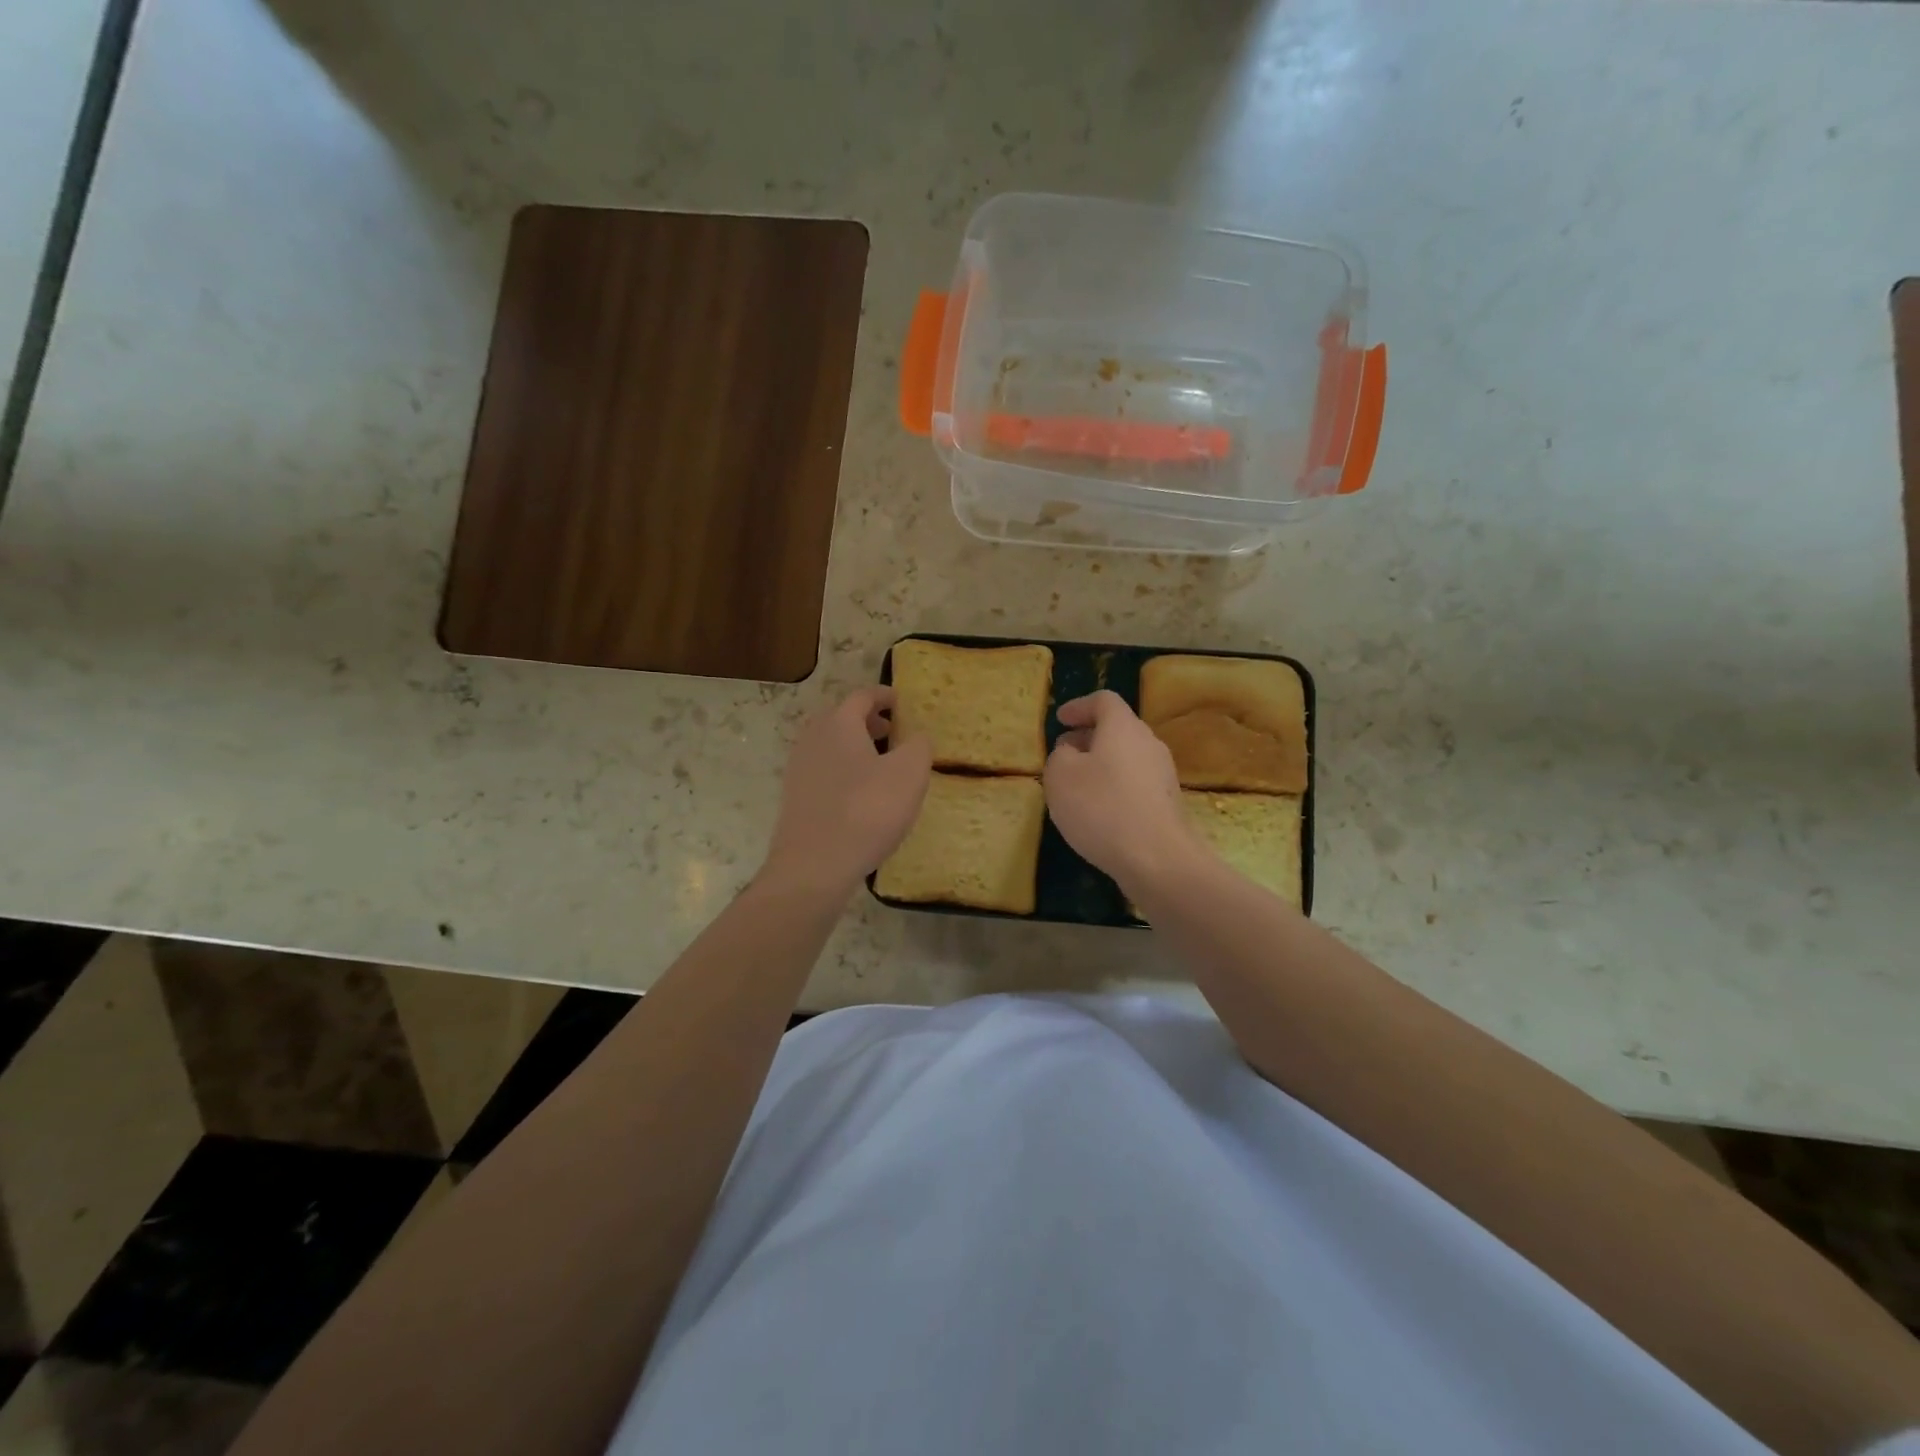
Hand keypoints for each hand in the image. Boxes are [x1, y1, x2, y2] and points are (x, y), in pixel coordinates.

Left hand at [762, 687, 932, 898]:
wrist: (814, 865)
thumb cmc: (867, 811)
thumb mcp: (909, 774)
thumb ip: (918, 746)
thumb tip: (917, 736)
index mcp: (839, 724)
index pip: (862, 697)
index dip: (884, 696)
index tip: (901, 701)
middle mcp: (813, 739)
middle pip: (840, 718)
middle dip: (866, 721)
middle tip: (891, 731)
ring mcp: (798, 769)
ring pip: (829, 745)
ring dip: (854, 746)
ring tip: (879, 764)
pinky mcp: (795, 798)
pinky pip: (822, 770)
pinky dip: (842, 770)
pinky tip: (859, 794)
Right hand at [1043, 690, 1203, 896]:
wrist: (1157, 859)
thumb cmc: (1102, 808)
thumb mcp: (1060, 776)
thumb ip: (1060, 755)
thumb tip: (1071, 752)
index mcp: (1123, 728)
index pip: (1104, 701)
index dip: (1079, 706)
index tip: (1060, 719)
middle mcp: (1149, 744)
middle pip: (1118, 729)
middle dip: (1089, 737)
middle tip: (1064, 752)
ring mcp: (1163, 775)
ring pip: (1127, 757)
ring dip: (1101, 764)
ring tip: (1077, 786)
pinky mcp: (1167, 803)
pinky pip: (1136, 783)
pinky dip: (1115, 787)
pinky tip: (1100, 812)